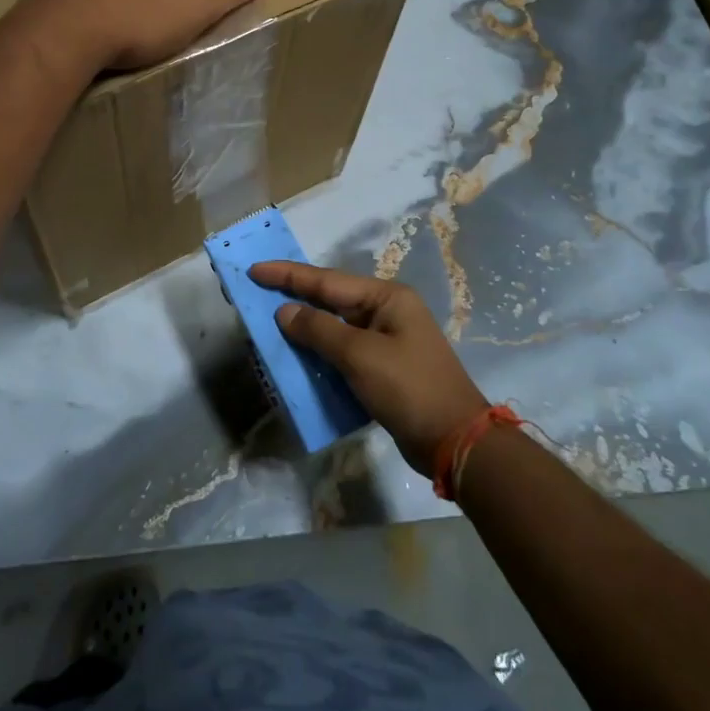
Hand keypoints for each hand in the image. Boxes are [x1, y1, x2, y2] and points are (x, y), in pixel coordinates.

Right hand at [248, 261, 488, 474]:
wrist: (454, 441)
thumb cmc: (409, 388)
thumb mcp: (360, 355)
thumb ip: (319, 330)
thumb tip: (284, 311)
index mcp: (386, 298)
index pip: (327, 280)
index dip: (288, 275)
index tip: (254, 269)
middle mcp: (386, 312)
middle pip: (330, 300)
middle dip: (292, 297)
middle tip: (254, 293)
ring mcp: (386, 340)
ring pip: (334, 327)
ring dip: (303, 328)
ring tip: (268, 324)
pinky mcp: (382, 368)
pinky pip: (342, 351)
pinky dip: (318, 353)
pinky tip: (296, 357)